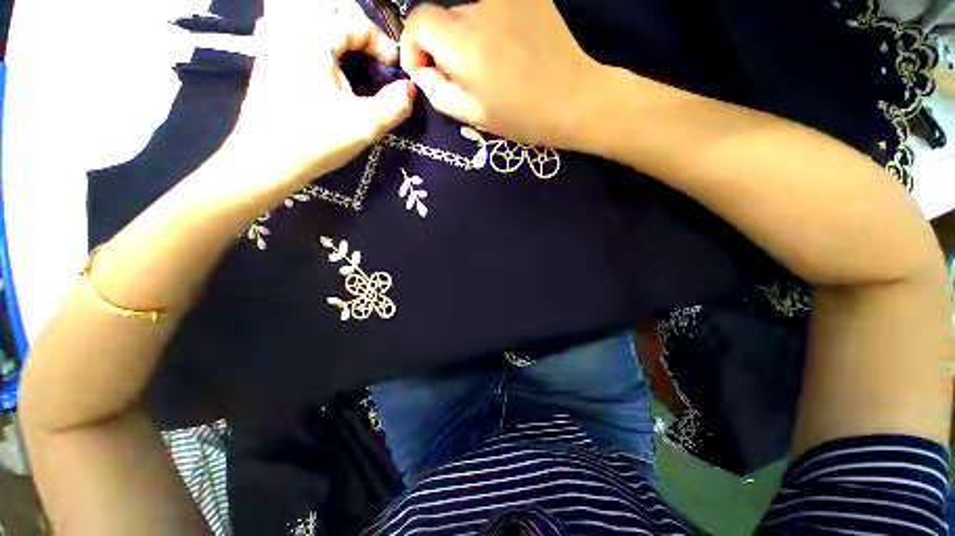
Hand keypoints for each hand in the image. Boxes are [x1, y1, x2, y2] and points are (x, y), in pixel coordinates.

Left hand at [222, 0, 414, 203]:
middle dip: (359, 32)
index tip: (395, 71)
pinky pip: (291, 28)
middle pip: (332, 12)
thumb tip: (410, 90)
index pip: (357, 23)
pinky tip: (321, 59)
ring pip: (308, 15)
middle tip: (375, 60)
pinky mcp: (265, 57)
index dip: (383, 45)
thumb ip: (395, 105)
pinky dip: (313, 36)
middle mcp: (289, 27)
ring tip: (350, 55)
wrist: (266, 161)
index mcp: (314, 35)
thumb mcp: (365, 125)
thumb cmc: (316, 140)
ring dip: (334, 29)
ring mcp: (272, 40)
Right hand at [400, 0, 599, 147]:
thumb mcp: (472, 115)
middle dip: (444, 46)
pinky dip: (490, 25)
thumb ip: (437, 91)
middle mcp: (481, 8)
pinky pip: (493, 6)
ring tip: (494, 66)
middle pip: (443, 17)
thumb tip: (421, 69)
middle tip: (467, 77)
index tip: (427, 70)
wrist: (575, 100)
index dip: (414, 45)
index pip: (417, 20)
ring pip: (468, 12)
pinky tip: (509, 48)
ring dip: (468, 37)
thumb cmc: (522, 118)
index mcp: (465, 44)